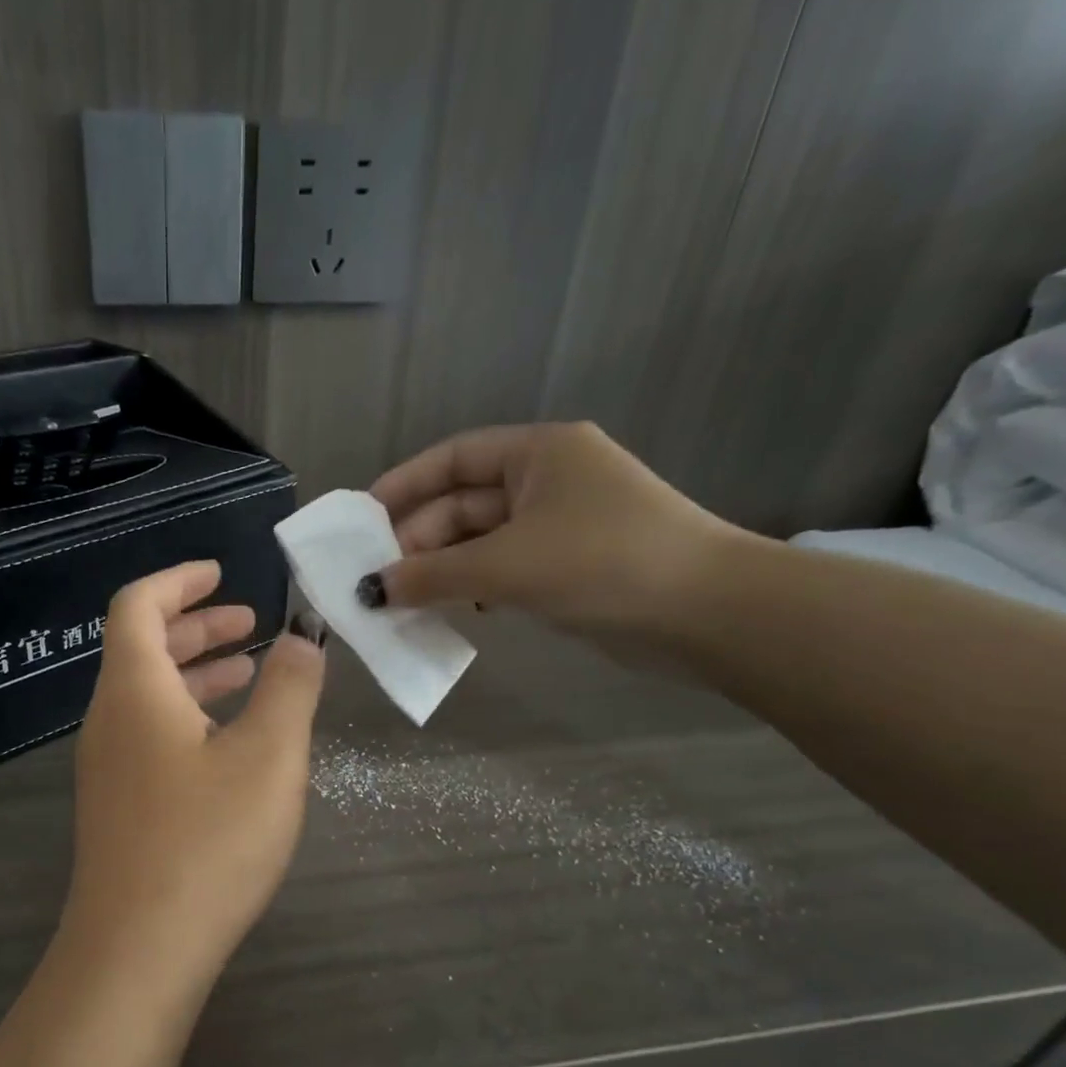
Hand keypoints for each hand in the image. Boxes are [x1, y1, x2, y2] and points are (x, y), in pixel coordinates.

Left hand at [60, 561, 325, 980]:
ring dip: (196, 674)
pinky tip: (229, 744)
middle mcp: (109, 721)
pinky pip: (150, 736)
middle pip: (142, 649)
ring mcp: (107, 769)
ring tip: (250, 674)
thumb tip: (299, 640)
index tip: (222, 572)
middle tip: (251, 624)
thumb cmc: (206, 842)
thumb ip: (289, 688)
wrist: (138, 952)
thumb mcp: (268, 757)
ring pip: (148, 697)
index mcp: (134, 691)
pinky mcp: (117, 808)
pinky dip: (189, 717)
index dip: (179, 581)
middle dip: (197, 627)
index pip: (138, 606)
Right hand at [365, 423, 752, 645]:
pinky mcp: (568, 566)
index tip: (361, 523)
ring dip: (440, 569)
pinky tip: (450, 612)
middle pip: (462, 503)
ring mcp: (560, 525)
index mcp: (538, 453)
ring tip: (401, 602)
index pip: (452, 459)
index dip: (403, 486)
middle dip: (418, 541)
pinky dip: (472, 587)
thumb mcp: (505, 565)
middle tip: (376, 581)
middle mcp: (547, 480)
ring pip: (480, 541)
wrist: (704, 613)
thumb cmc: (601, 563)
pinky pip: (502, 568)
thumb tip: (371, 590)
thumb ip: (431, 575)